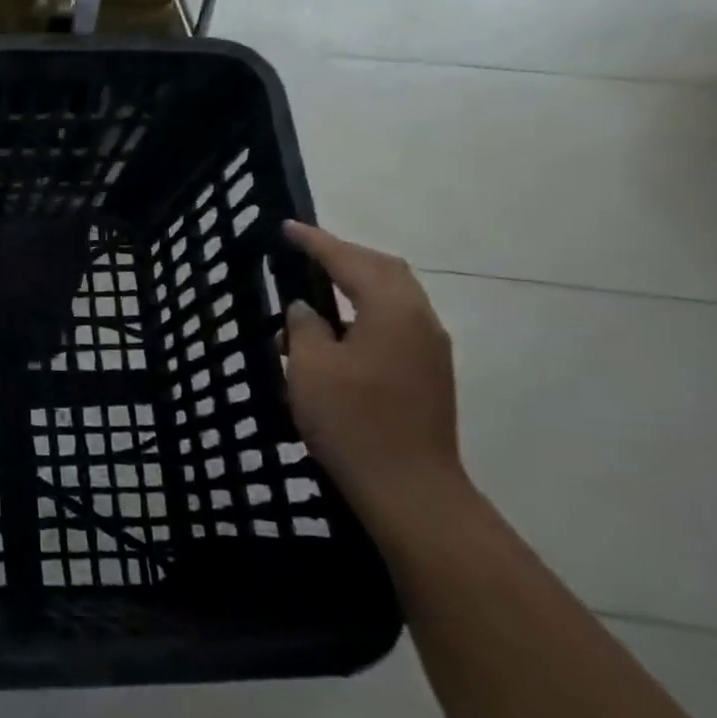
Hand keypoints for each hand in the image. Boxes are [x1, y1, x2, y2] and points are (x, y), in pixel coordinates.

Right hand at [281, 222, 465, 532]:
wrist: (408, 489)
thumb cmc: (352, 421)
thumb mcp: (311, 368)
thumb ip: (305, 328)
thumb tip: (304, 310)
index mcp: (393, 311)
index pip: (351, 261)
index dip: (316, 242)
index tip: (286, 227)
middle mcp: (420, 321)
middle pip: (384, 270)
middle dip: (344, 255)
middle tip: (305, 250)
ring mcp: (429, 349)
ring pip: (393, 296)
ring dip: (357, 282)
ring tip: (318, 284)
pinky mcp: (427, 373)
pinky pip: (395, 321)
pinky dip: (365, 308)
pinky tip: (338, 328)